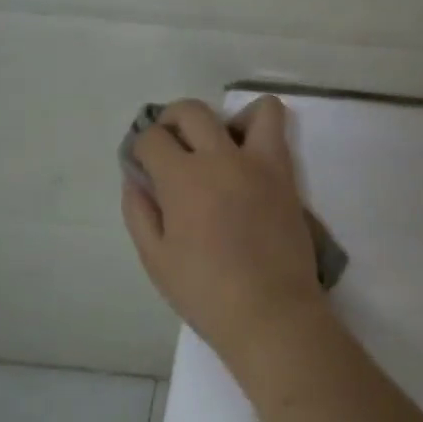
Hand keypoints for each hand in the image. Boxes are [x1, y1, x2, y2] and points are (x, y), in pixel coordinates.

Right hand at [121, 96, 326, 363]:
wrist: (271, 311)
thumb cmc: (205, 292)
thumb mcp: (155, 258)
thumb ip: (139, 211)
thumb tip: (135, 178)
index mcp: (183, 178)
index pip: (152, 137)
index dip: (141, 149)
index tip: (143, 166)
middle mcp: (222, 158)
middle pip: (191, 111)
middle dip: (170, 121)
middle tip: (169, 148)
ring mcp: (260, 163)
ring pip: (250, 109)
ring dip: (226, 118)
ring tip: (217, 148)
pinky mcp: (286, 175)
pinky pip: (277, 132)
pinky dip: (259, 131)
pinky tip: (246, 162)